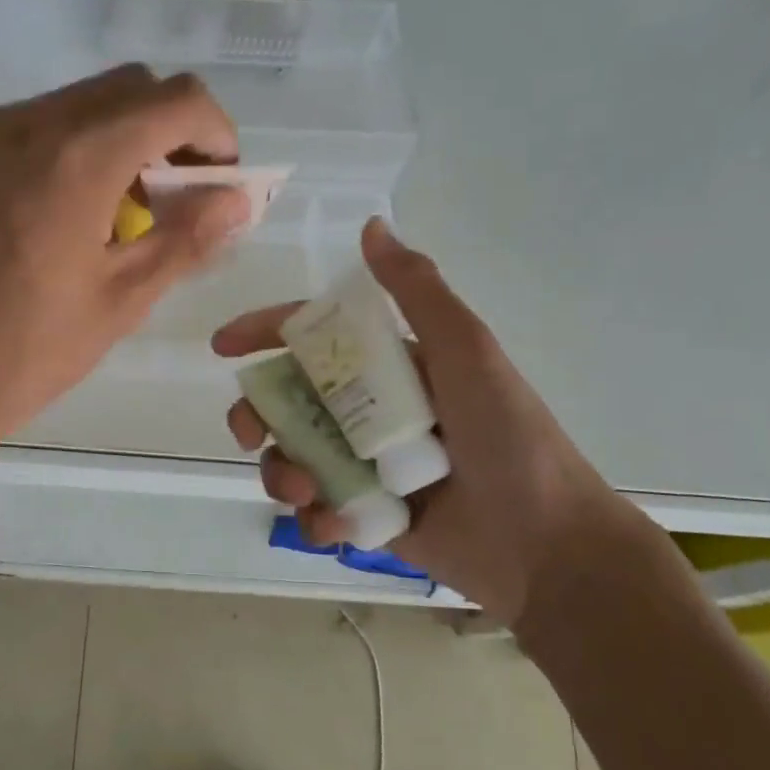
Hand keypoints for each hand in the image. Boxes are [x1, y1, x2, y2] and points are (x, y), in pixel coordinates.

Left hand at [0, 65, 250, 447]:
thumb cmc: (32, 350)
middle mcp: (26, 123)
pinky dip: (59, 149)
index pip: (176, 99)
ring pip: (72, 102)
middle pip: (127, 87)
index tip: (217, 180)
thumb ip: (189, 237)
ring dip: (113, 138)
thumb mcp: (124, 298)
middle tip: (171, 195)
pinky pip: (22, 126)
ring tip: (110, 209)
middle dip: (166, 129)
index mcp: (79, 157)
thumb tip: (238, 199)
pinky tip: (50, 213)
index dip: (215, 132)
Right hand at [212, 218, 632, 624]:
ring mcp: (365, 466)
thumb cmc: (508, 437)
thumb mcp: (467, 351)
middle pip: (287, 403)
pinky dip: (314, 517)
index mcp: (388, 367)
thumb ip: (417, 290)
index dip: (264, 334)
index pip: (312, 339)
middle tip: (250, 434)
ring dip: (280, 473)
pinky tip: (335, 525)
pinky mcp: (366, 516)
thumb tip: (373, 225)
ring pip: (290, 458)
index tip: (222, 347)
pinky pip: (315, 511)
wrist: (547, 544)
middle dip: (257, 416)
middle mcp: (369, 412)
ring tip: (304, 492)